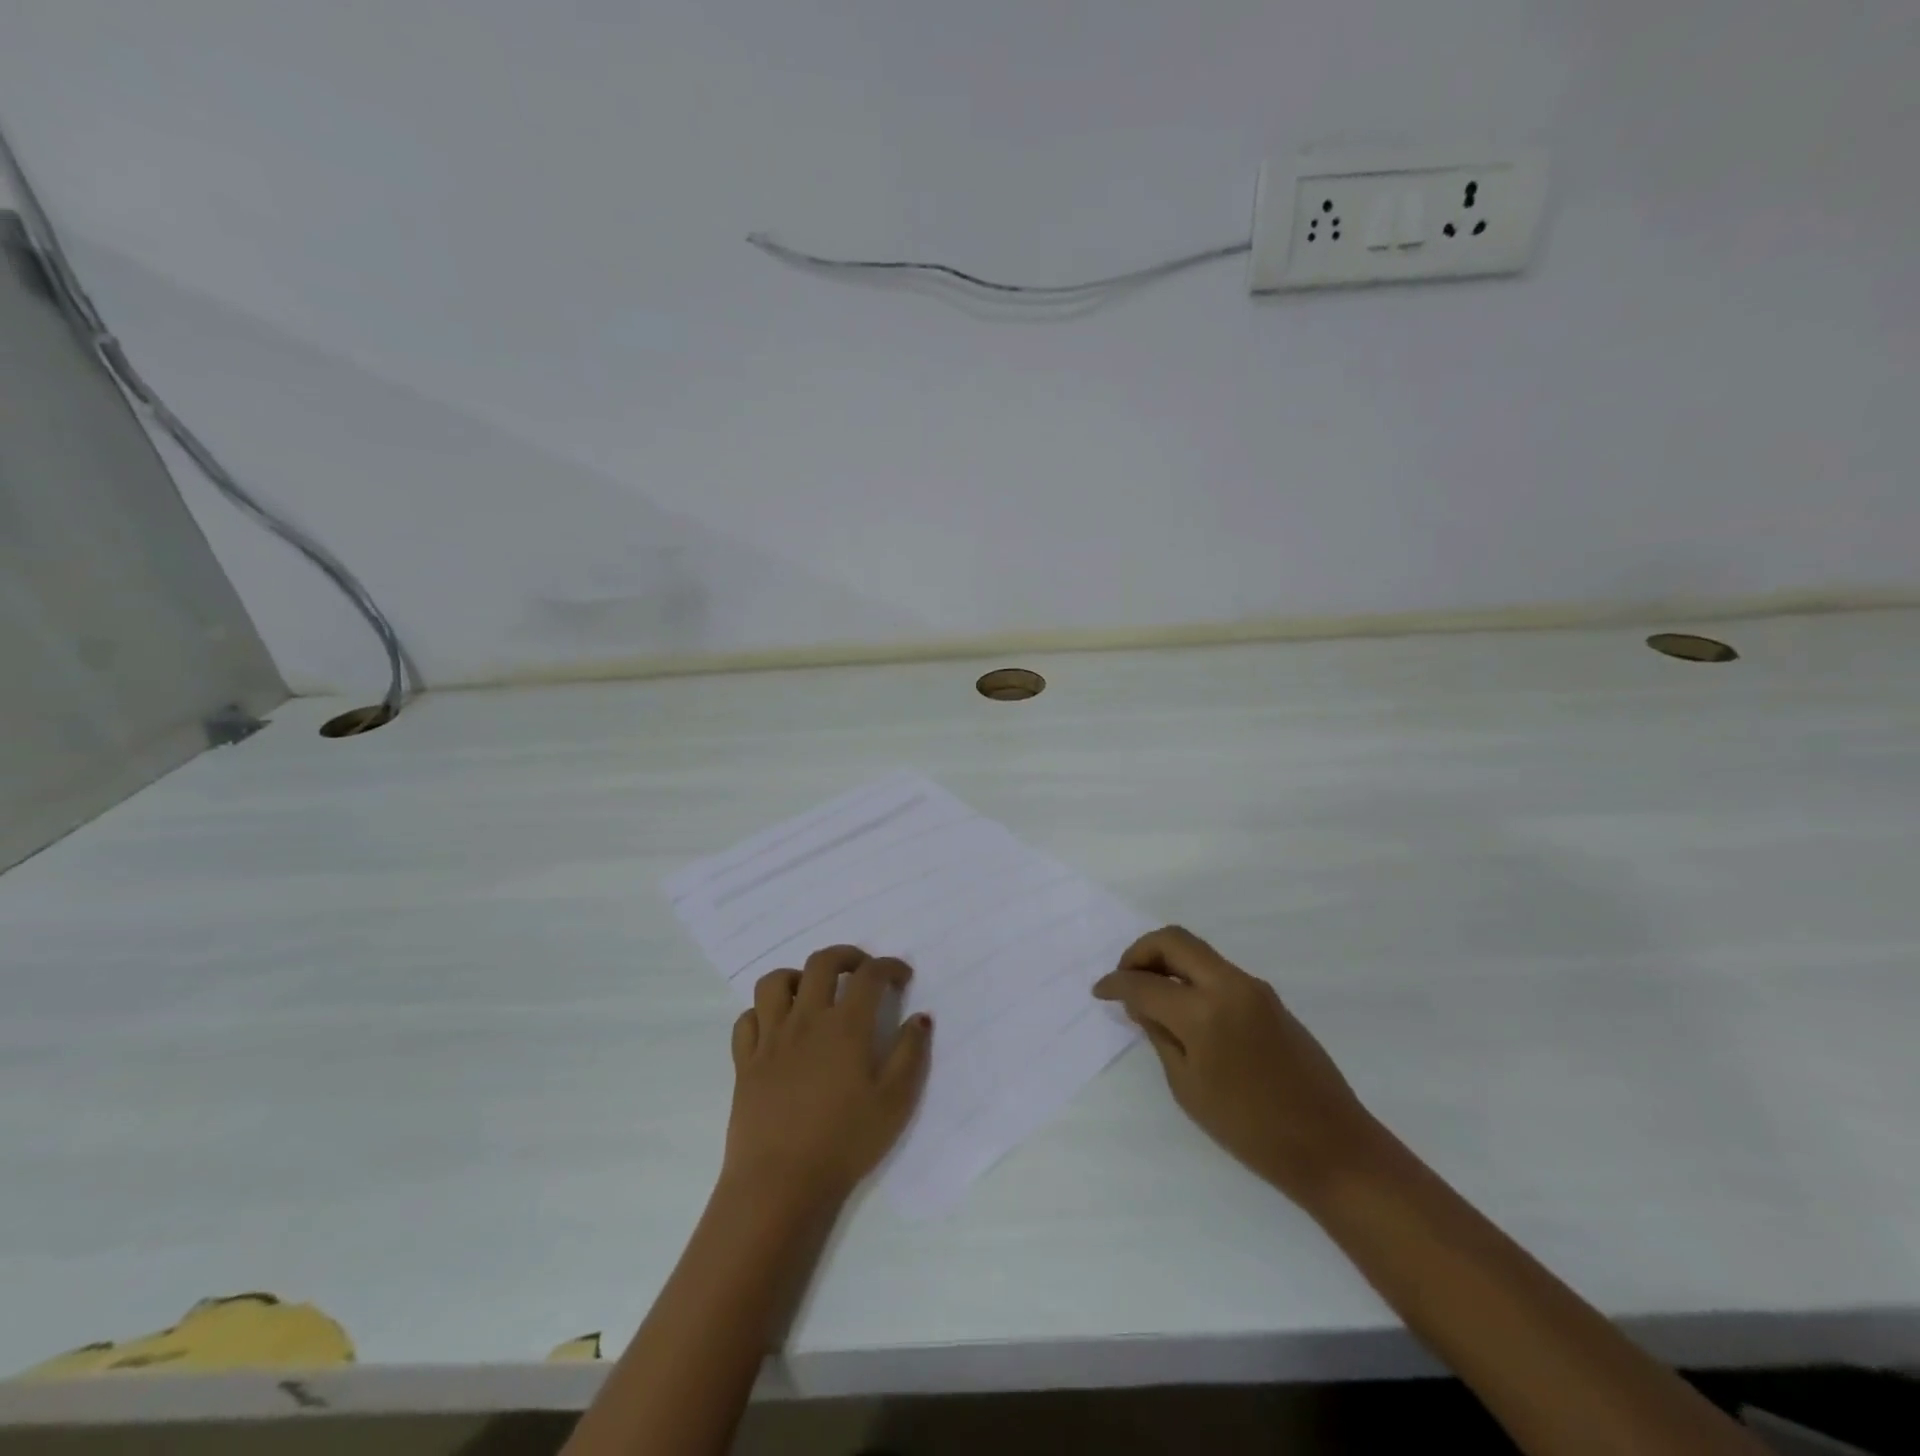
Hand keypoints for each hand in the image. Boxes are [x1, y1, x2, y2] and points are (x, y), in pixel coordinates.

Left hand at [724, 946, 931, 1209]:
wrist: (780, 1184)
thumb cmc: (845, 1142)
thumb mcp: (896, 1102)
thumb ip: (911, 1053)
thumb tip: (920, 1017)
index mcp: (845, 1026)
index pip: (869, 975)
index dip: (889, 966)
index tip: (902, 976)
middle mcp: (806, 1019)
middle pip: (821, 963)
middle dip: (847, 956)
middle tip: (862, 971)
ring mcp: (770, 1038)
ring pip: (775, 982)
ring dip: (797, 977)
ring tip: (813, 993)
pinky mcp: (744, 1062)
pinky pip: (747, 1019)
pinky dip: (763, 1013)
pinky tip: (777, 1028)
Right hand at [1094, 926, 1382, 1205]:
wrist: (1332, 1145)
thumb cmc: (1251, 1130)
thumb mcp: (1188, 1088)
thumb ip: (1160, 1035)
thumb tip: (1142, 1003)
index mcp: (1204, 1012)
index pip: (1145, 983)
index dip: (1115, 984)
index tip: (1099, 991)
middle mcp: (1229, 985)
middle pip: (1174, 940)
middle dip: (1140, 952)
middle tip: (1124, 977)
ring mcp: (1253, 987)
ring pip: (1197, 951)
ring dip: (1167, 961)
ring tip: (1149, 992)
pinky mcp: (1268, 997)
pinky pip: (1217, 970)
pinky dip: (1190, 975)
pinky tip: (1182, 1005)